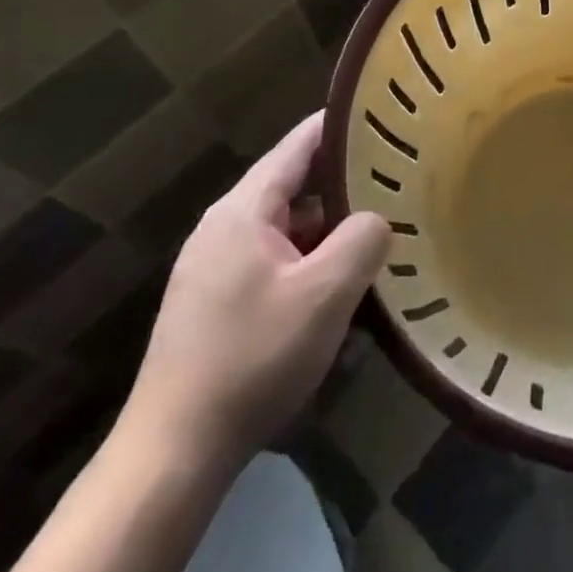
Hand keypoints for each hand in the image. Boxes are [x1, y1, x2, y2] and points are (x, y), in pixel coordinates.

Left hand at [119, 111, 390, 468]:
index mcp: (243, 211)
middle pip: (295, 186)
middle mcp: (224, 227)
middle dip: (346, 183)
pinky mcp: (216, 303)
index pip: (299, 146)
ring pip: (287, 229)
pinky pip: (275, 262)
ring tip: (381, 230)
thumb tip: (377, 219)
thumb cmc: (252, 358)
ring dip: (330, 229)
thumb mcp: (324, 294)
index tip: (386, 118)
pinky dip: (311, 261)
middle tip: (399, 179)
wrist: (173, 453)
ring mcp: (216, 267)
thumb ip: (362, 240)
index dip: (343, 128)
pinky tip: (341, 286)